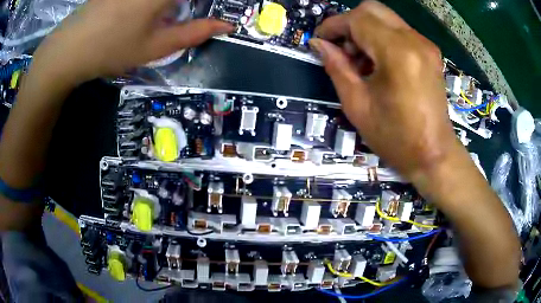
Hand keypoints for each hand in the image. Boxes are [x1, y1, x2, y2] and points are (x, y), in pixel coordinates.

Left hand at [31, 0, 233, 83]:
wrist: (68, 49)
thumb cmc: (111, 50)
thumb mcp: (154, 47)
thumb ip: (193, 33)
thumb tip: (226, 26)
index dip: (213, 2)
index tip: (217, 9)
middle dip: (187, 7)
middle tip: (184, 16)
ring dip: (172, 7)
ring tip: (166, 18)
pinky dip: (158, 5)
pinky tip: (153, 11)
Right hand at [310, 0, 457, 180]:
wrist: (434, 155)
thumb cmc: (396, 138)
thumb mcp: (357, 105)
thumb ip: (336, 67)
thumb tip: (318, 44)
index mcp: (397, 53)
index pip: (357, 19)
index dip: (333, 25)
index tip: (320, 40)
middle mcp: (414, 40)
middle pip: (372, 9)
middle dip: (350, 23)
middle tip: (342, 49)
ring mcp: (425, 45)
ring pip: (385, 18)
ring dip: (366, 31)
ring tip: (360, 61)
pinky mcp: (430, 52)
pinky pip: (398, 31)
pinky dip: (381, 38)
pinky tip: (378, 63)